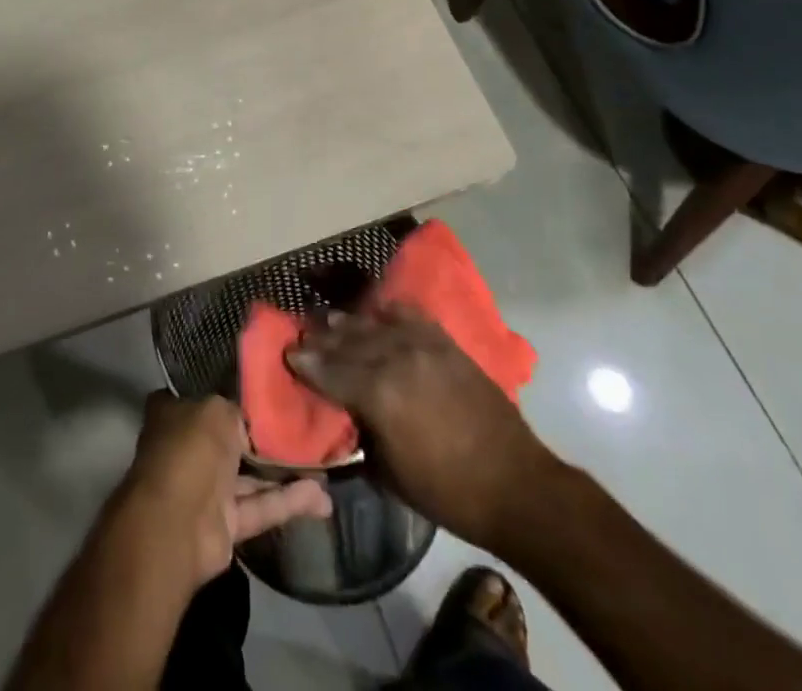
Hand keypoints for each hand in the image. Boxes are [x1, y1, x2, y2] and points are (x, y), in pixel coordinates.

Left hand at [116, 393, 332, 588]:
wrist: (178, 525)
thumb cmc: (190, 451)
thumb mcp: (217, 410)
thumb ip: (237, 410)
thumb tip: (248, 419)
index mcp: (174, 414)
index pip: (203, 396)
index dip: (230, 393)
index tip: (264, 390)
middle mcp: (188, 448)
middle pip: (231, 438)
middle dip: (263, 437)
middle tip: (304, 426)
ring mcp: (205, 488)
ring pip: (249, 476)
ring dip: (284, 472)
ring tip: (324, 465)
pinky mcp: (225, 524)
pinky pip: (260, 507)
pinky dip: (288, 502)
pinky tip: (322, 498)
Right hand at [286, 304, 554, 549]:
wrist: (514, 483)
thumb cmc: (446, 491)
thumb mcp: (388, 472)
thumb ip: (361, 432)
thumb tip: (344, 413)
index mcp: (376, 393)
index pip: (328, 369)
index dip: (304, 362)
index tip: (287, 353)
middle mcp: (394, 358)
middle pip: (347, 340)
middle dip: (321, 338)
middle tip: (302, 334)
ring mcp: (422, 344)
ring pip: (373, 324)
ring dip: (348, 323)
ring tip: (330, 320)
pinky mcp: (444, 342)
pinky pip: (408, 315)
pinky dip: (388, 312)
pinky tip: (377, 311)